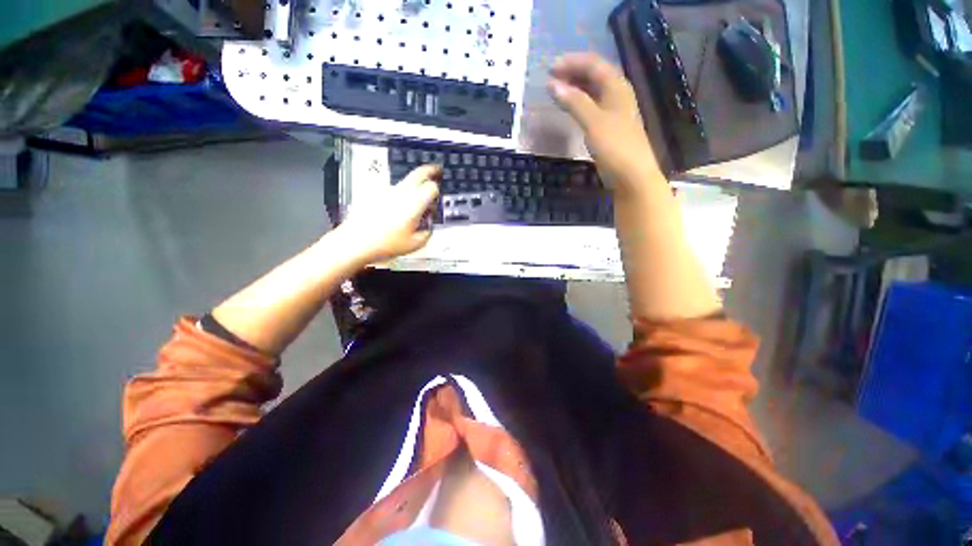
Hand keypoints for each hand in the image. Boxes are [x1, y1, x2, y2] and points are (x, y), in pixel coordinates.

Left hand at [337, 165, 440, 262]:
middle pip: (419, 173)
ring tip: (417, 202)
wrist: (356, 241)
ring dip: (415, 185)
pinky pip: (394, 190)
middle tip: (437, 170)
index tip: (437, 199)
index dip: (437, 193)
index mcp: (414, 202)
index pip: (432, 187)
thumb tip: (428, 228)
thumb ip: (427, 233)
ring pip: (406, 181)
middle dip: (430, 170)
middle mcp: (402, 192)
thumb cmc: (385, 243)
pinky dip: (402, 194)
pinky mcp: (376, 195)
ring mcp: (387, 191)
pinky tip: (399, 210)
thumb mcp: (415, 244)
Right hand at [548, 52, 663, 192]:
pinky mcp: (608, 127)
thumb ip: (575, 102)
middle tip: (551, 78)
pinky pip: (591, 107)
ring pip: (592, 91)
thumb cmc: (615, 146)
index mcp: (617, 87)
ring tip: (556, 91)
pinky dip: (578, 104)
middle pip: (594, 75)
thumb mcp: (594, 122)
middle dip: (572, 73)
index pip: (594, 64)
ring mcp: (613, 112)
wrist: (631, 175)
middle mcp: (616, 95)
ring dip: (575, 88)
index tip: (550, 68)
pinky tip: (569, 108)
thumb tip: (553, 85)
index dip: (572, 62)